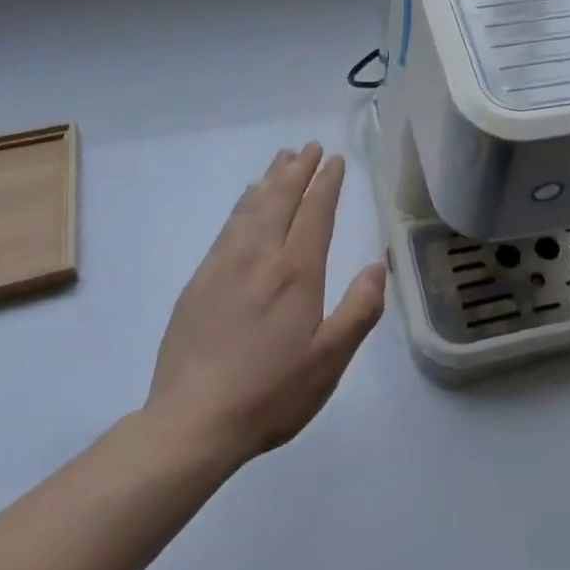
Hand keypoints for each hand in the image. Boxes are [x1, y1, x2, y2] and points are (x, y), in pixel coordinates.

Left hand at [140, 143, 386, 470]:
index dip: (326, 183)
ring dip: (269, 180)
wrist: (191, 422)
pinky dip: (242, 205)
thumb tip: (378, 265)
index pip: (315, 212)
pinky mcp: (199, 281)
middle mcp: (260, 256)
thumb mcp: (329, 361)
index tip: (335, 160)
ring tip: (281, 160)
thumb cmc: (270, 392)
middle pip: (281, 199)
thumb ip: (359, 310)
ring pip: (251, 208)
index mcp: (296, 272)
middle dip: (298, 170)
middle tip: (309, 147)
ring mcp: (224, 266)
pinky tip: (245, 202)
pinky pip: (227, 227)